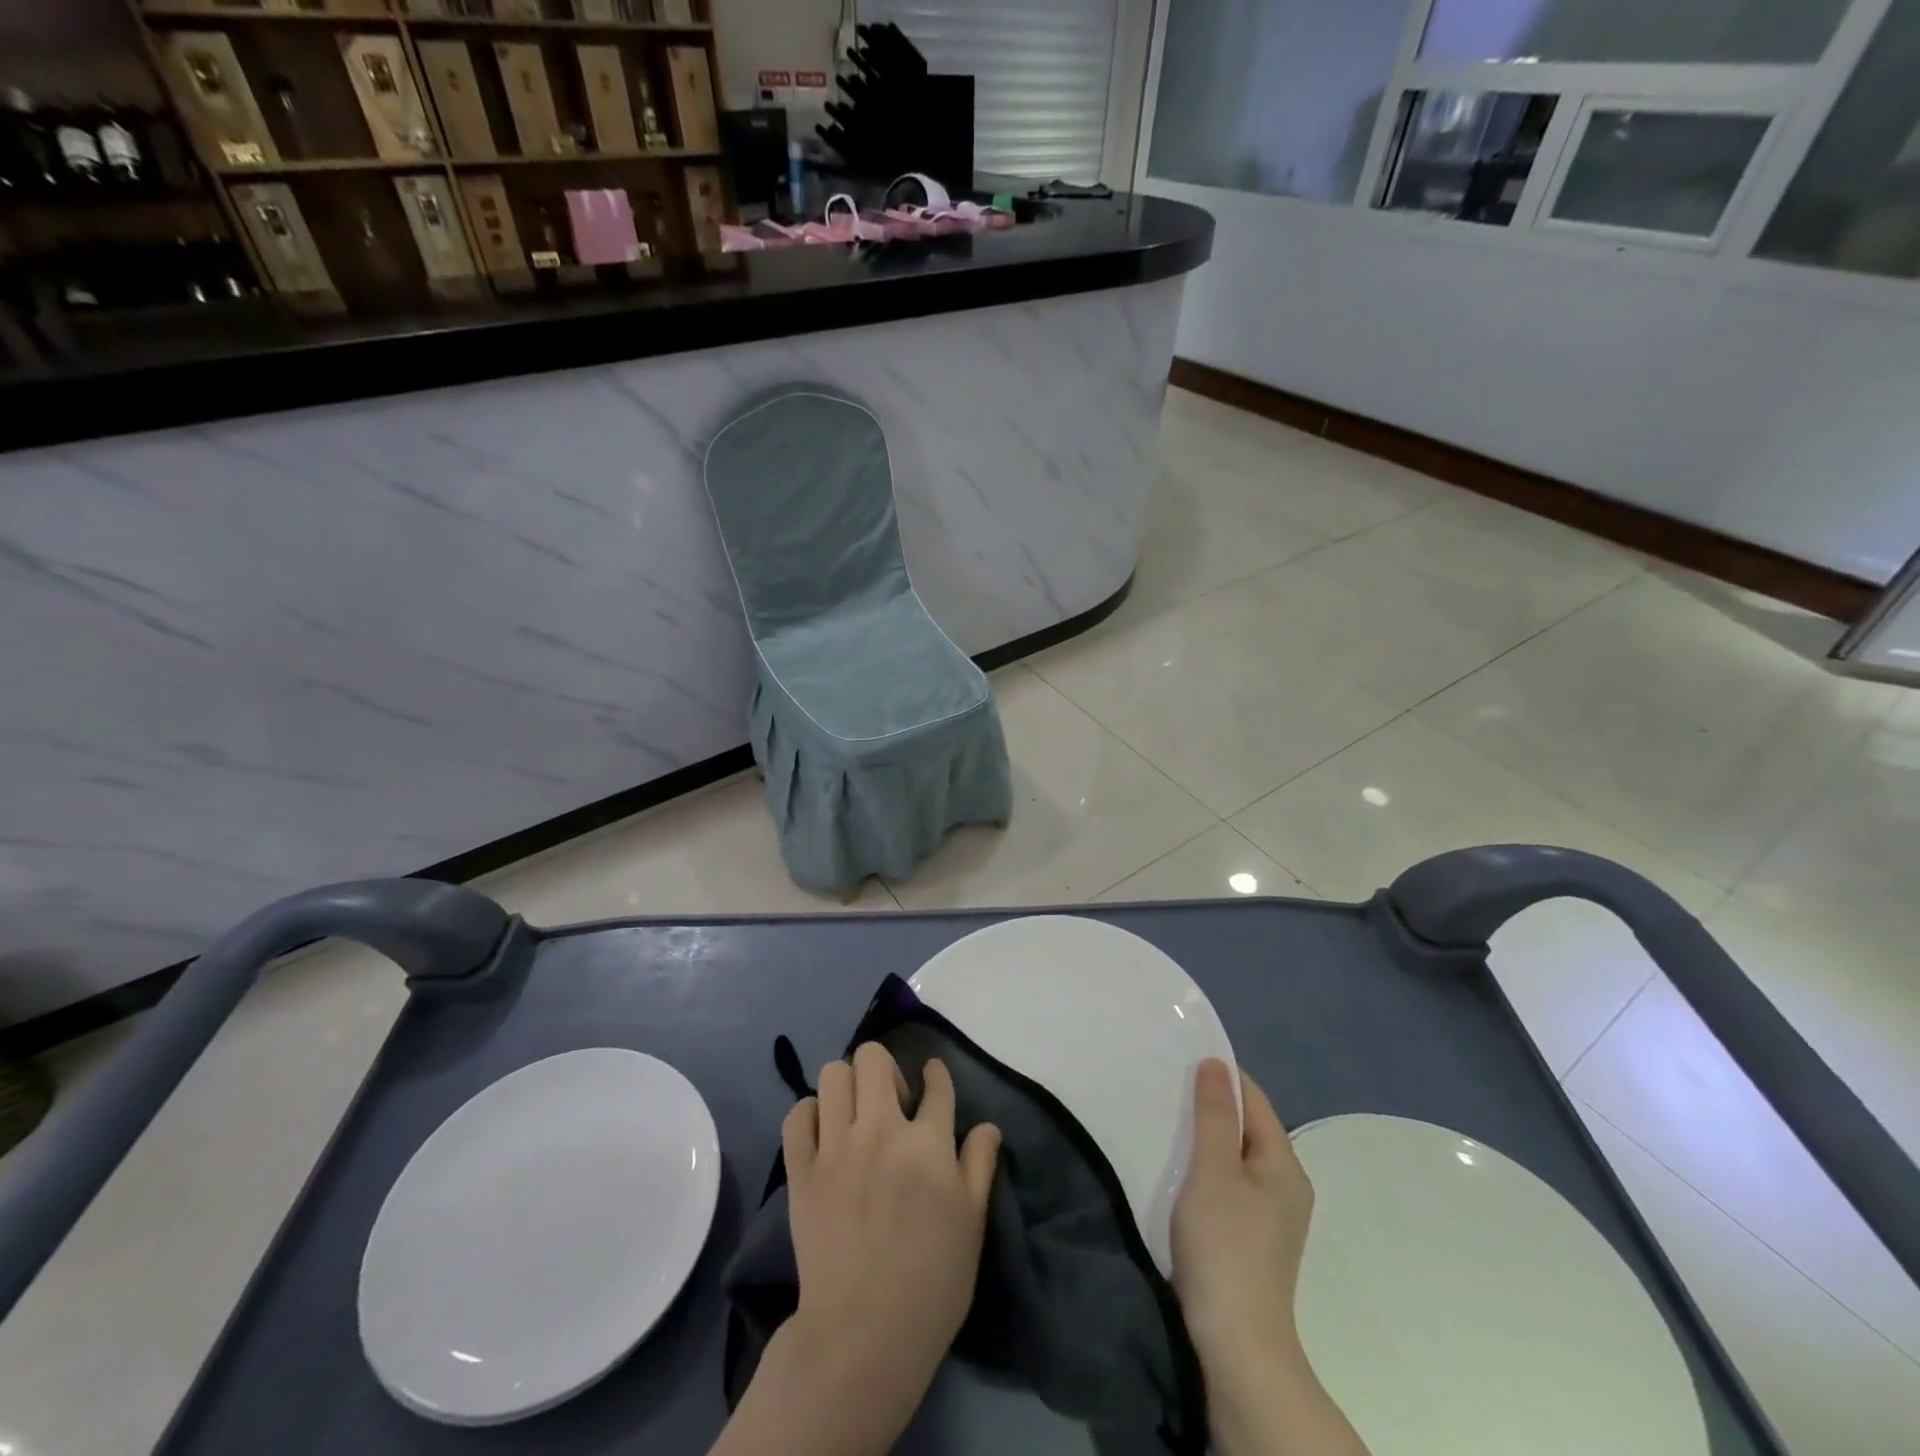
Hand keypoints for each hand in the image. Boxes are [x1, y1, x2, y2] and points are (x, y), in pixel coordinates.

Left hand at [785, 1043, 1000, 1421]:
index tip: (931, 1077)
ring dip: (848, 1084)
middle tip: (890, 1102)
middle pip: (874, 1058)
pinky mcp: (801, 1169)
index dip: (936, 1074)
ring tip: (855, 1114)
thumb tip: (988, 1126)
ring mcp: (836, 1147)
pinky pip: (797, 1114)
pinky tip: (824, 1134)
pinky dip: (810, 1114)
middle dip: (885, 1068)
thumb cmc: (931, 1282)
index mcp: (927, 1142)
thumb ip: (979, 1166)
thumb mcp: (971, 1224)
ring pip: (834, 1074)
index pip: (936, 1083)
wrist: (863, 1335)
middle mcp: (881, 1130)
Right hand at [1171, 1058, 1314, 1365]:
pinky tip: (1178, 1169)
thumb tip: (1215, 1063)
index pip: (1254, 1099)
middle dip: (1210, 1105)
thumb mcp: (1213, 1170)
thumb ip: (1215, 1114)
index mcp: (1284, 1164)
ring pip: (1235, 1155)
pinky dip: (1205, 1167)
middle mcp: (1285, 1184)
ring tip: (1165, 1121)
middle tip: (1165, 1087)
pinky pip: (1228, 1182)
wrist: (1235, 1343)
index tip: (1179, 1059)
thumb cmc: (1224, 1246)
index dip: (1220, 1075)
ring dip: (1204, 1137)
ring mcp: (1270, 1215)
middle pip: (1246, 1126)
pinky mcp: (1250, 1237)